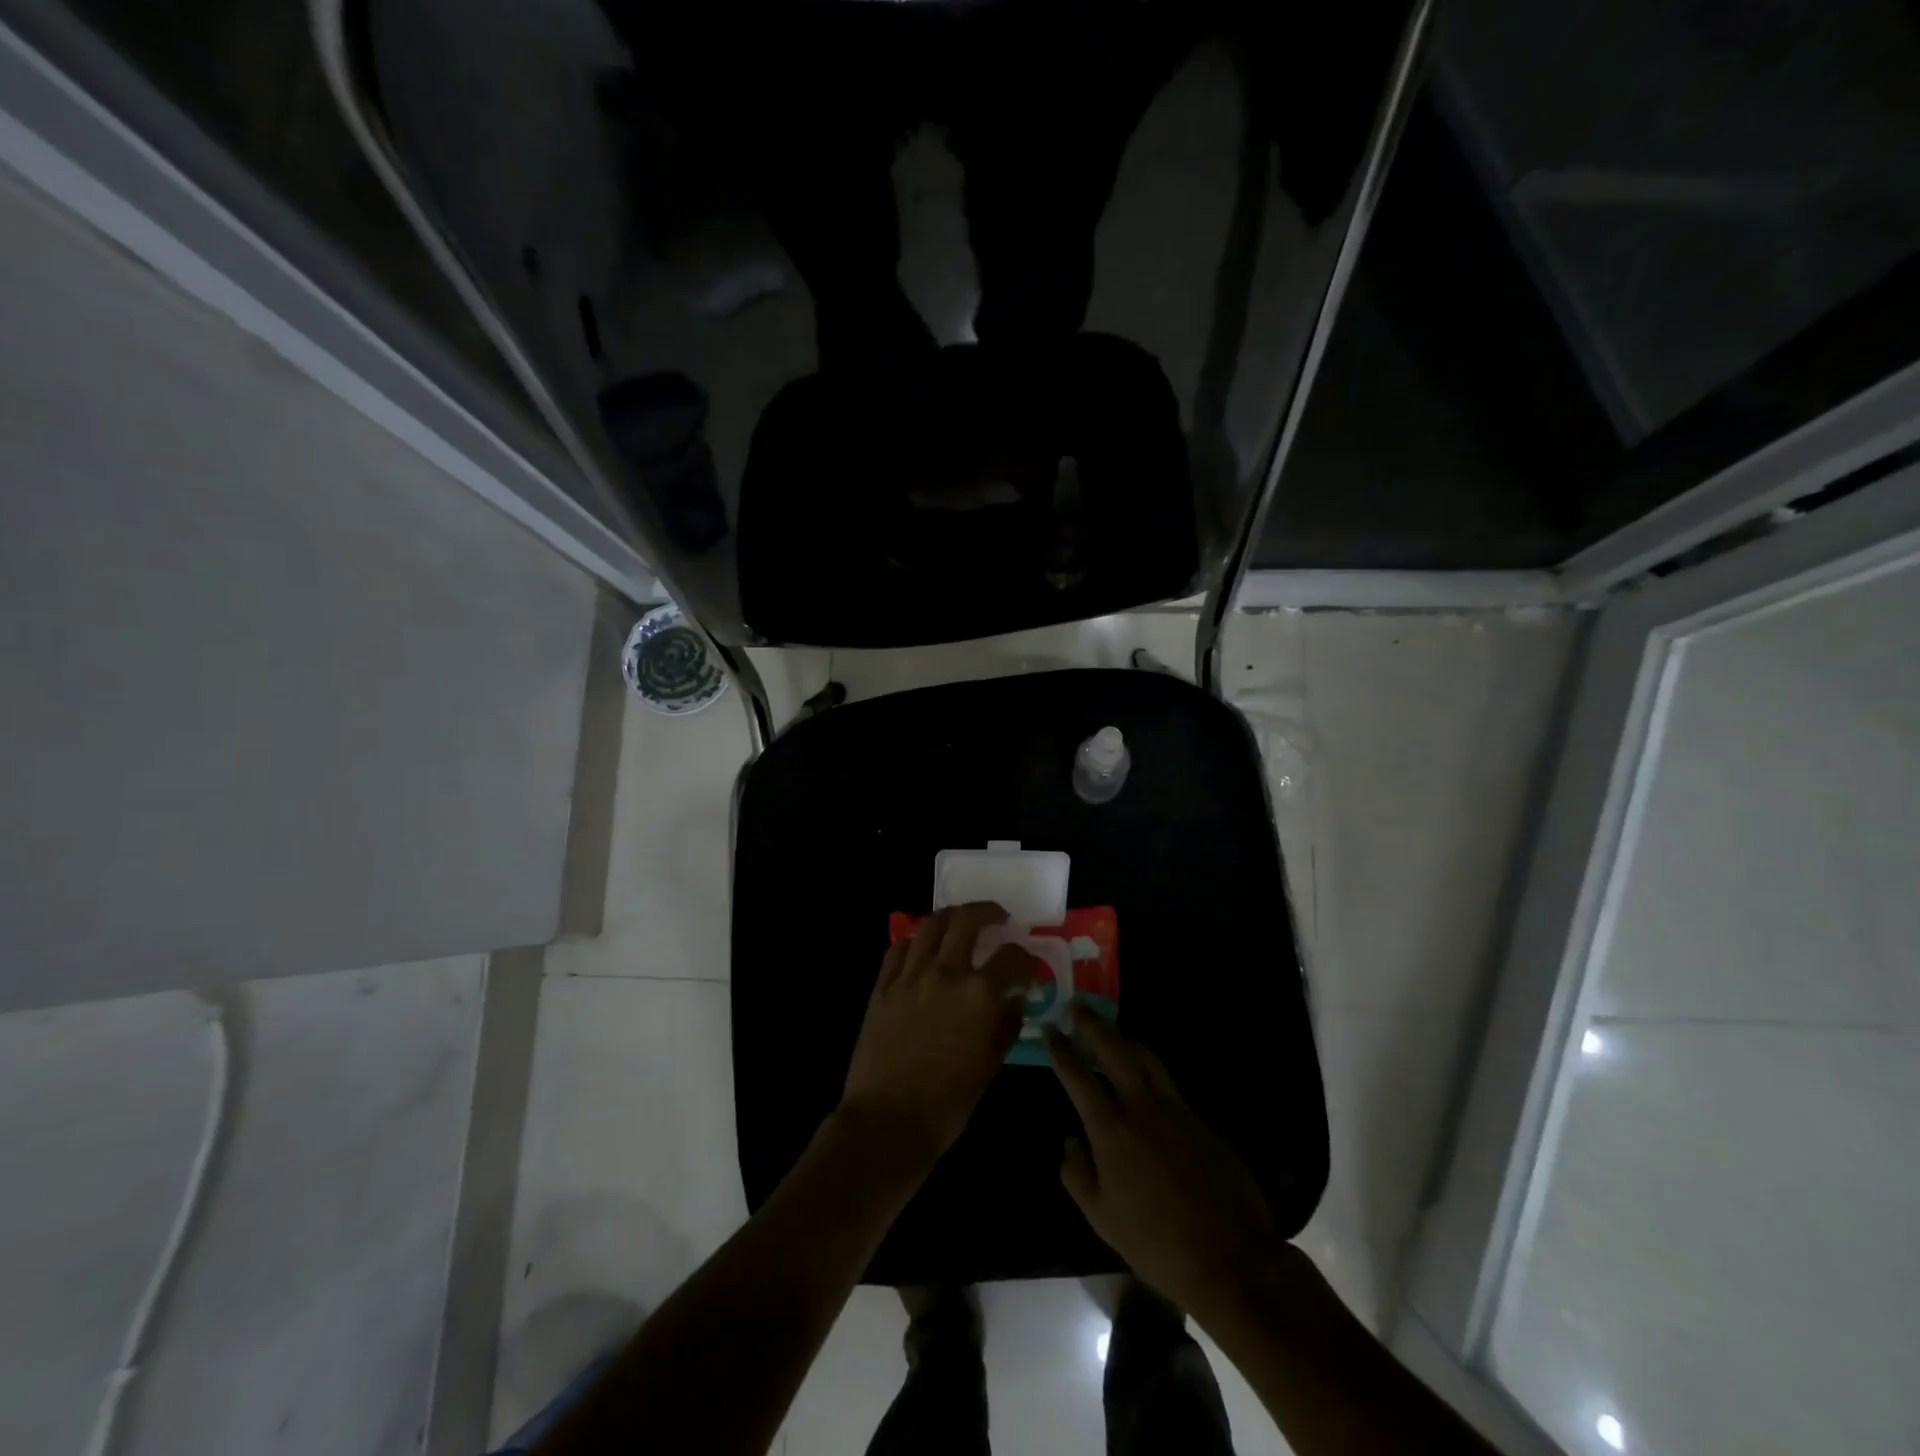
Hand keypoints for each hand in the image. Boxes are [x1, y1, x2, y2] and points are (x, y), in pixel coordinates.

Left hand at [838, 903, 1034, 1169]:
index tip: (1028, 969)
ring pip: (930, 924)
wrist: (887, 1122)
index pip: (1012, 957)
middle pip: (967, 920)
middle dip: (988, 912)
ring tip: (960, 922)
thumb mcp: (990, 1066)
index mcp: (979, 994)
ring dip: (951, 917)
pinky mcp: (883, 986)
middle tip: (998, 918)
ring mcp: (910, 975)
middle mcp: (946, 972)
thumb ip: (1007, 1025)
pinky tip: (923, 949)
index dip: (1026, 960)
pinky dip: (916, 941)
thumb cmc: (948, 1103)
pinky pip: (900, 948)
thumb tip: (1015, 999)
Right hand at [1047, 1008, 1275, 1319]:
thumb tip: (1070, 1143)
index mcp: (1111, 1129)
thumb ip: (1077, 1174)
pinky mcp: (1202, 1120)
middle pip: (1114, 1051)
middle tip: (1078, 1006)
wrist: (1230, 1258)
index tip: (1051, 1030)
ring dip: (1124, 1039)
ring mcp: (1177, 1110)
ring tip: (1110, 1031)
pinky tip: (1145, 1078)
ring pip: (1146, 1058)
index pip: (1078, 1077)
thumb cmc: (1156, 1243)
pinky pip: (1169, 1084)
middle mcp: (1142, 1107)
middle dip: (1093, 1026)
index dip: (1062, 1050)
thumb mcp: (1101, 1218)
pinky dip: (1150, 1071)